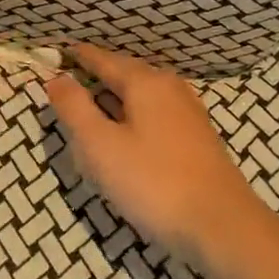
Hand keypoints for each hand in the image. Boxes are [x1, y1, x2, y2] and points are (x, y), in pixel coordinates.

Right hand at [47, 42, 266, 264]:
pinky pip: (156, 114)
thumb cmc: (153, 182)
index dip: (79, 57)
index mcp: (145, 82)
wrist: (221, 225)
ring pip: (143, 95)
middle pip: (126, 74)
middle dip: (98, 76)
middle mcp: (170, 88)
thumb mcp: (100, 146)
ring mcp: (189, 113)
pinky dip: (134, 117)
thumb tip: (56, 78)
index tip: (58, 53)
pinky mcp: (198, 139)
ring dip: (117, 99)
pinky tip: (128, 135)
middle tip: (70, 82)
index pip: (103, 60)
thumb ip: (75, 108)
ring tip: (94, 108)